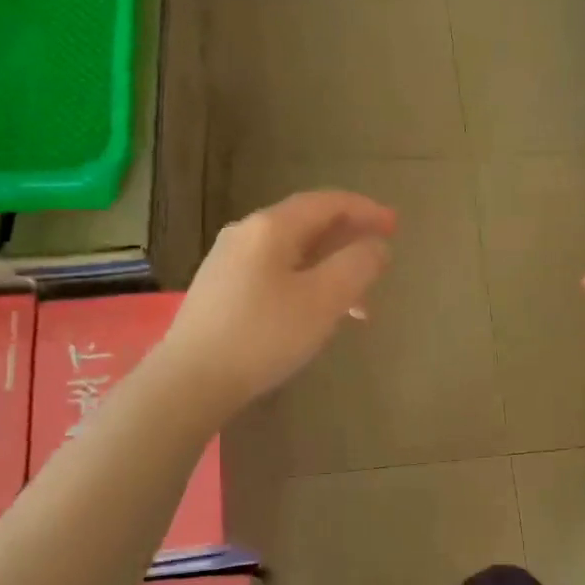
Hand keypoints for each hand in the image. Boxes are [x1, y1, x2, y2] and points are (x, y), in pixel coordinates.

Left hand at [162, 190, 394, 416]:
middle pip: (309, 224)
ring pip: (293, 253)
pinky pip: (275, 272)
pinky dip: (306, 283)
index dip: (365, 210)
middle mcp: (246, 233)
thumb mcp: (324, 300)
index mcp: (271, 227)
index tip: (395, 225)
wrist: (190, 381)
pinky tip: (316, 313)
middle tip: (381, 258)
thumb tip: (376, 245)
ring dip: (331, 269)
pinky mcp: (220, 289)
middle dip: (350, 241)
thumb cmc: (264, 335)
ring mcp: (228, 261)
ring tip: (358, 305)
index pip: (328, 202)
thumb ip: (358, 265)